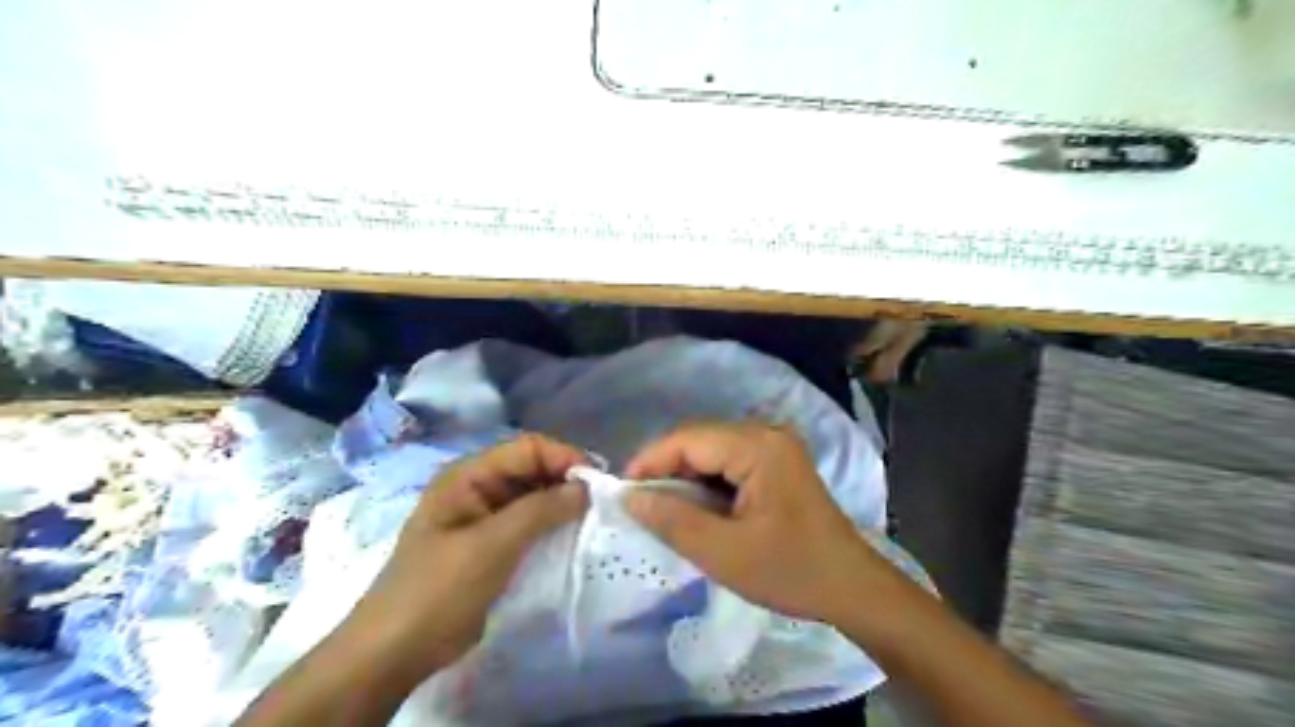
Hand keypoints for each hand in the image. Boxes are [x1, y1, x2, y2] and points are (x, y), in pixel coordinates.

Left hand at [340, 435, 591, 684]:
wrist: (395, 651)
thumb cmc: (438, 589)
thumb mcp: (492, 545)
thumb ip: (541, 510)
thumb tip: (586, 487)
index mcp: (468, 475)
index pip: (528, 448)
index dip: (564, 457)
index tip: (598, 482)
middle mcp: (478, 487)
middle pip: (532, 469)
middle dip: (566, 480)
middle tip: (601, 503)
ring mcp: (484, 516)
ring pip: (534, 496)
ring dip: (562, 504)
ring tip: (593, 519)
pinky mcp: (492, 544)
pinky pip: (529, 524)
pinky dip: (552, 526)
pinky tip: (572, 537)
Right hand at [628, 420, 891, 623]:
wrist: (852, 588)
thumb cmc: (791, 571)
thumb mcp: (723, 553)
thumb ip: (672, 520)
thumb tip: (629, 497)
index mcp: (758, 446)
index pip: (688, 439)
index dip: (650, 461)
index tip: (622, 493)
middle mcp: (767, 434)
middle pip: (699, 440)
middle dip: (666, 470)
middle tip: (641, 506)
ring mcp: (775, 446)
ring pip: (712, 451)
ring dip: (686, 478)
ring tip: (665, 510)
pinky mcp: (778, 463)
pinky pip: (729, 462)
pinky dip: (707, 483)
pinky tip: (698, 509)